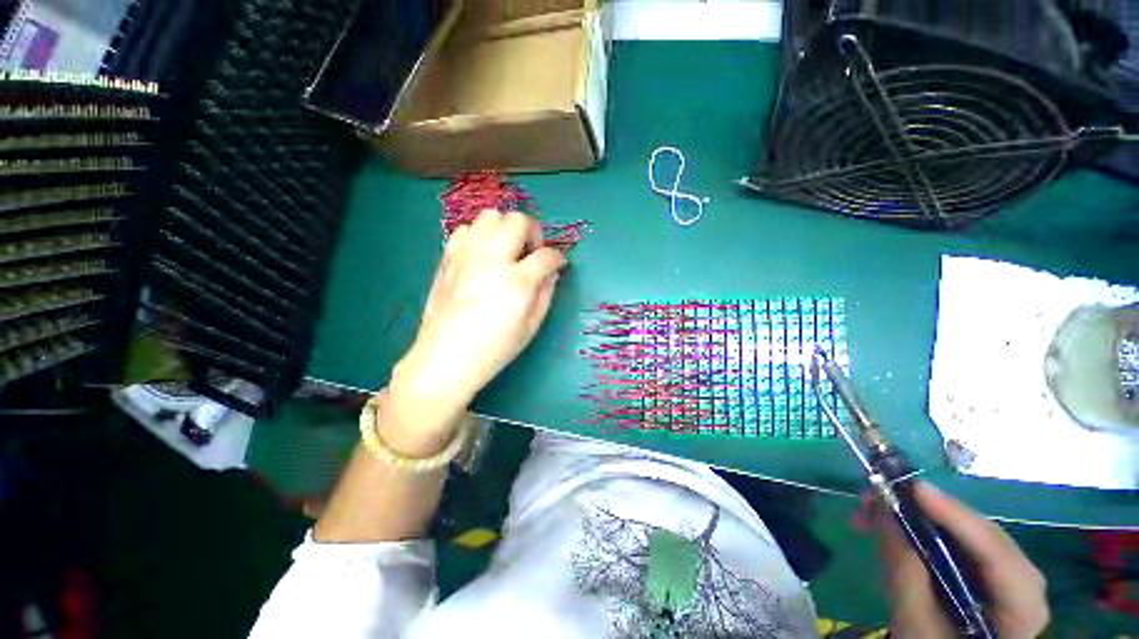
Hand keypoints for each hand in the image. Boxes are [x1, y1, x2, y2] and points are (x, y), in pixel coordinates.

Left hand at [386, 210, 565, 440]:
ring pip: (490, 217)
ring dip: (506, 228)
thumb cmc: (495, 348)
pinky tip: (484, 255)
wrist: (447, 357)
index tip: (558, 264)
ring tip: (508, 250)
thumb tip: (551, 272)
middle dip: (533, 232)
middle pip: (518, 221)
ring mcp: (467, 255)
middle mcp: (492, 259)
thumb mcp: (531, 325)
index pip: (546, 255)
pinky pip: (467, 230)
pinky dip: (481, 235)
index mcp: (517, 281)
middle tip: (532, 253)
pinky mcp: (448, 258)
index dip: (557, 258)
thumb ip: (546, 293)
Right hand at [860, 483, 1048, 637]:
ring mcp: (1003, 577)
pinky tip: (887, 527)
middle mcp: (1022, 584)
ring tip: (868, 510)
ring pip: (961, 535)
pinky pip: (951, 543)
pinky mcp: (981, 574)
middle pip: (978, 536)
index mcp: (1021, 607)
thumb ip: (905, 574)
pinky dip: (918, 530)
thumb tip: (883, 513)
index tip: (915, 488)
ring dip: (915, 518)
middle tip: (876, 495)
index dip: (958, 518)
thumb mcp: (916, 625)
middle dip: (926, 512)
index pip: (997, 554)